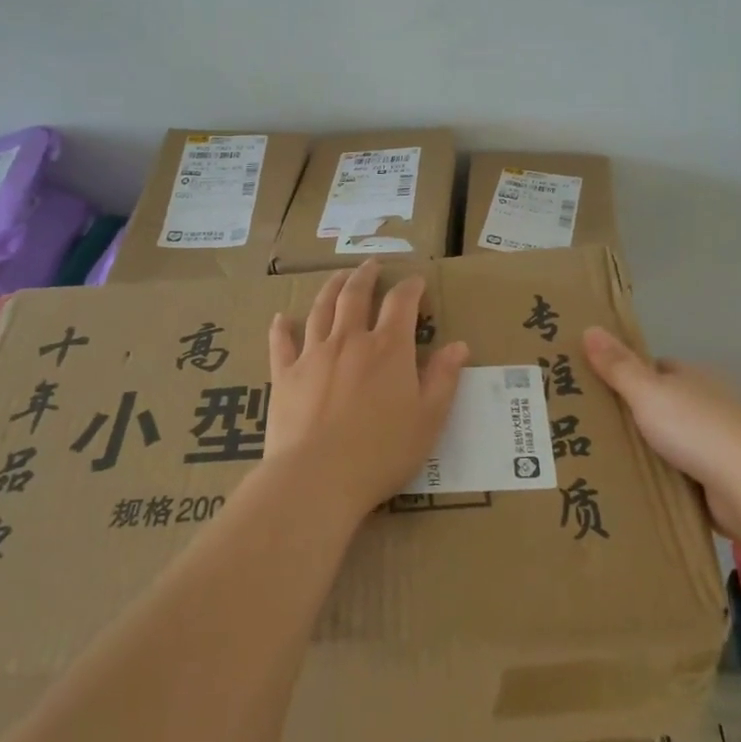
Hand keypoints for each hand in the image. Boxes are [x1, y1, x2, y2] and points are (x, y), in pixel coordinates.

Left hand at [266, 261, 470, 519]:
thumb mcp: (428, 419)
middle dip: (366, 276)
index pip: (402, 303)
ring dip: (330, 289)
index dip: (411, 288)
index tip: (416, 282)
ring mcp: (313, 355)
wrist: (317, 477)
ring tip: (337, 277)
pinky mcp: (285, 375)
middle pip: (355, 295)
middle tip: (371, 264)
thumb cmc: (382, 452)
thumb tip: (459, 346)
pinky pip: (281, 343)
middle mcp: (350, 341)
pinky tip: (281, 318)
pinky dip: (282, 328)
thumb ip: (443, 379)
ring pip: (321, 310)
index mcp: (388, 349)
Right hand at [583, 325, 740, 540]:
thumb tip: (589, 327)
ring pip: (674, 442)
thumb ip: (618, 366)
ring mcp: (718, 444)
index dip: (630, 375)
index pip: (659, 369)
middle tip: (592, 428)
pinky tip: (639, 490)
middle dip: (637, 415)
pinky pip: (684, 476)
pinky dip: (666, 481)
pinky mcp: (722, 481)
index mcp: (693, 378)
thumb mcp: (648, 392)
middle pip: (665, 405)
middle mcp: (708, 406)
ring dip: (651, 451)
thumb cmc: (697, 428)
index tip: (598, 388)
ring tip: (606, 461)